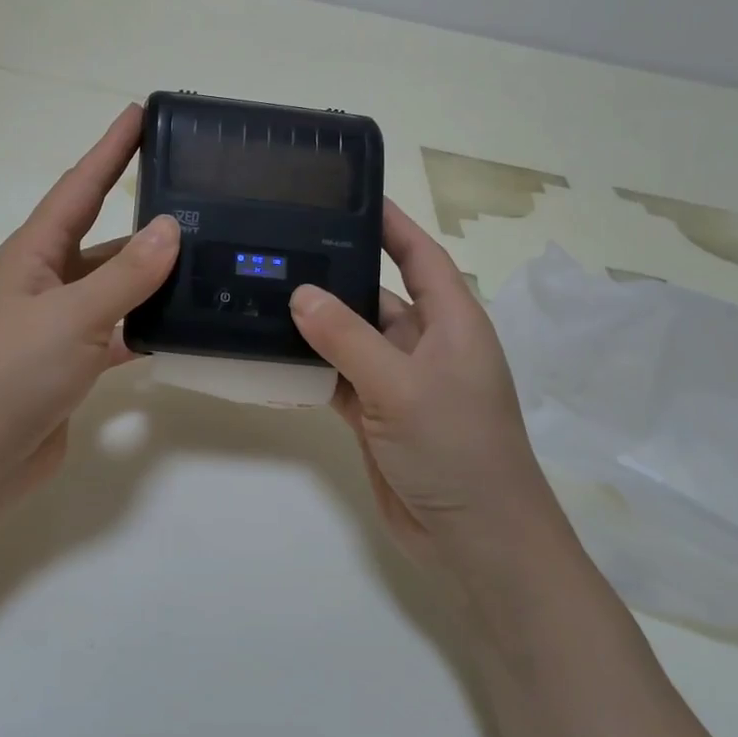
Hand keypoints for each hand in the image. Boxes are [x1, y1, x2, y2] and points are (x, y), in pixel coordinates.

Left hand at [0, 106, 178, 515]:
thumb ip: (126, 275)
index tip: (141, 113)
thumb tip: (171, 227)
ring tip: (205, 259)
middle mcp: (42, 281)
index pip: (80, 187)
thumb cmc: (11, 374)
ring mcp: (55, 325)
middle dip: (143, 216)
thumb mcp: (72, 316)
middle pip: (101, 237)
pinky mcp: (69, 364)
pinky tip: (180, 324)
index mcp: (32, 254)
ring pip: (112, 287)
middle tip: (197, 196)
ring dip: (150, 276)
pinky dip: (144, 326)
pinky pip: (115, 332)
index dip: (111, 149)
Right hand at [288, 200, 566, 578]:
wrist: (475, 540)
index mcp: (453, 323)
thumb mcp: (401, 385)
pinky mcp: (378, 416)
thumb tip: (300, 294)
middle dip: (334, 276)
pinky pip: (339, 378)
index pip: (419, 256)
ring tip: (261, 294)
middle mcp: (427, 345)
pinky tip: (272, 352)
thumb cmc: (456, 448)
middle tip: (277, 248)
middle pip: (376, 295)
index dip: (390, 224)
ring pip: (351, 339)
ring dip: (316, 325)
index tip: (347, 196)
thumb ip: (347, 338)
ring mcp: (400, 382)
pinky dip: (312, 367)